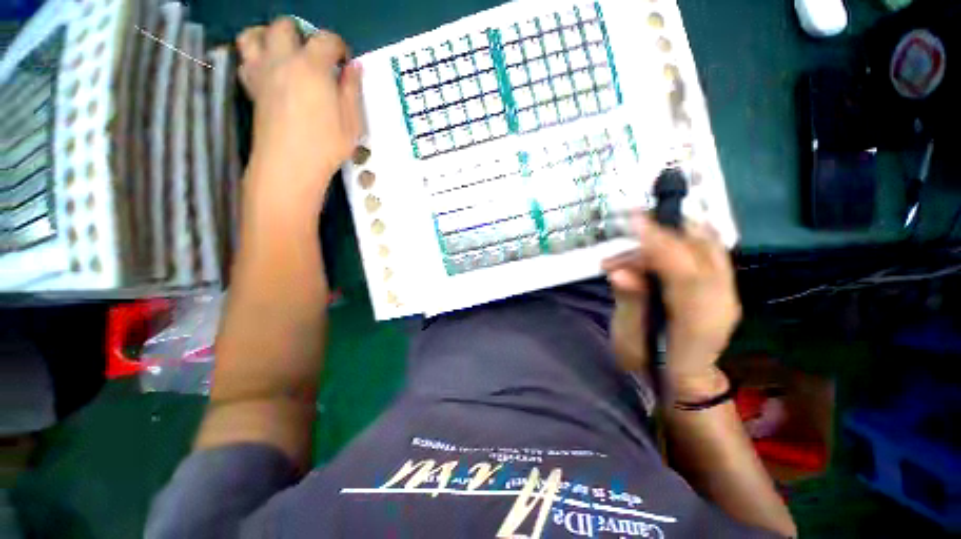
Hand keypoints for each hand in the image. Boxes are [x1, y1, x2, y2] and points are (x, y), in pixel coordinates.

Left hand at [236, 19, 361, 208]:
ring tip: (285, 54)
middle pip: (284, 26)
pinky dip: (256, 57)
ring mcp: (261, 73)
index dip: (339, 46)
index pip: (326, 39)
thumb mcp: (352, 122)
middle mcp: (282, 60)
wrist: (290, 165)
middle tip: (314, 55)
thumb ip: (352, 90)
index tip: (345, 62)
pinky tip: (270, 72)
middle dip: (302, 34)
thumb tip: (354, 67)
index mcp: (312, 67)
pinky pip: (245, 60)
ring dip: (269, 37)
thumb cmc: (327, 145)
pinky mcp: (250, 88)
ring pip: (254, 35)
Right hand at [603, 214, 740, 390]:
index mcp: (697, 324)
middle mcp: (721, 302)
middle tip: (630, 228)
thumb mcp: (629, 340)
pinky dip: (679, 242)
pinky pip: (706, 252)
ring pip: (706, 247)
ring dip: (664, 240)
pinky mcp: (721, 286)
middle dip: (666, 231)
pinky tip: (650, 250)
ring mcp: (726, 292)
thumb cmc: (650, 364)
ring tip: (624, 258)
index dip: (660, 244)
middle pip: (704, 251)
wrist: (684, 380)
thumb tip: (619, 272)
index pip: (685, 274)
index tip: (634, 221)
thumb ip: (629, 304)